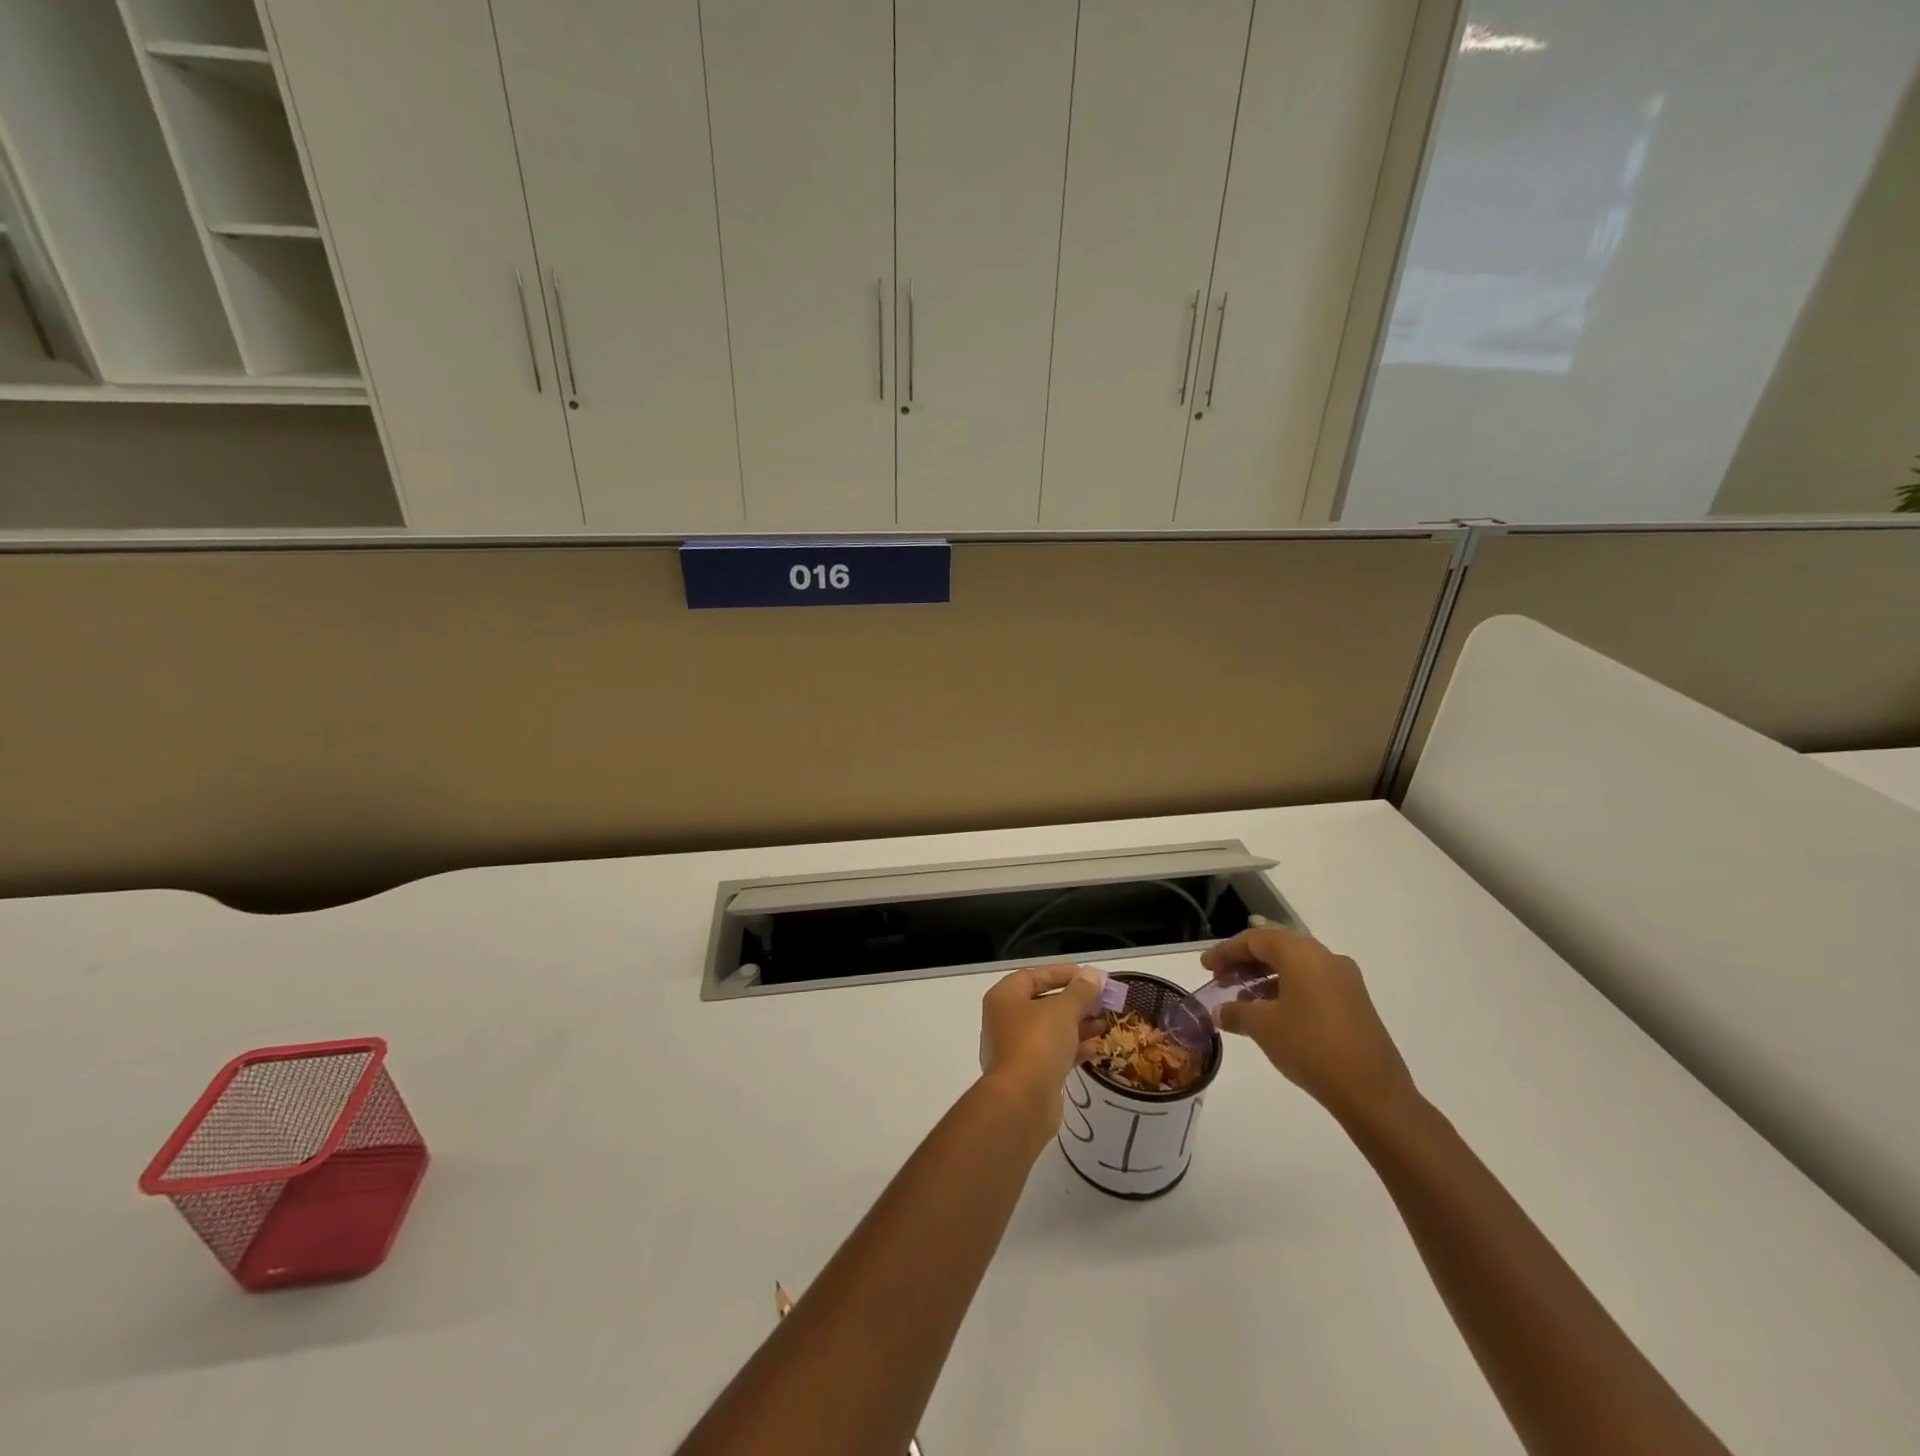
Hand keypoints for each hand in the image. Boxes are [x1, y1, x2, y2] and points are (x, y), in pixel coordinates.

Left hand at [977, 964, 1105, 1134]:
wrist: (1021, 1104)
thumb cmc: (1037, 1045)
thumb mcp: (1063, 1011)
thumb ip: (1080, 991)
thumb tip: (1093, 974)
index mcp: (1005, 998)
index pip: (1034, 975)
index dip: (1062, 973)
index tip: (1090, 976)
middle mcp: (1006, 1020)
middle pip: (1044, 1002)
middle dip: (1074, 1001)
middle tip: (1102, 1001)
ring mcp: (1016, 1048)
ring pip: (1050, 1029)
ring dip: (1077, 1025)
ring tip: (1104, 1023)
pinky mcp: (1029, 1073)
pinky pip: (1053, 1053)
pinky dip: (1072, 1048)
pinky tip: (1096, 1048)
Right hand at [1201, 927, 1418, 1125]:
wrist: (1373, 1093)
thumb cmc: (1311, 1048)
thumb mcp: (1264, 1028)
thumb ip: (1236, 1012)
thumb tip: (1220, 1011)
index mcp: (1302, 954)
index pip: (1255, 939)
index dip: (1226, 951)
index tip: (1206, 967)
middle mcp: (1326, 958)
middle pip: (1277, 947)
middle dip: (1245, 961)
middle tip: (1221, 979)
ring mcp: (1345, 980)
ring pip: (1295, 966)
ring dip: (1265, 976)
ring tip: (1242, 998)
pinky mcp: (1355, 1002)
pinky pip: (1312, 982)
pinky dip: (1286, 989)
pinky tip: (1272, 1013)